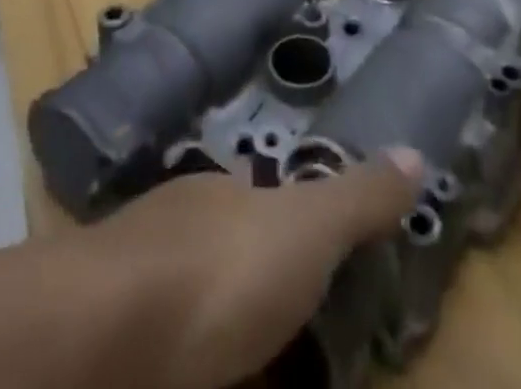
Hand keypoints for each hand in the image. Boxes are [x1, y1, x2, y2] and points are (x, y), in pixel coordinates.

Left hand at [86, 149, 421, 388]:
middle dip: (247, 269)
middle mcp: (178, 223)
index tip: (307, 248)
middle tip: (287, 318)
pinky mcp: (116, 338)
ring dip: (215, 319)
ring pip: (184, 292)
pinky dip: (185, 353)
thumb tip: (415, 152)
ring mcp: (138, 277)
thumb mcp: (307, 229)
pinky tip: (199, 368)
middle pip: (218, 238)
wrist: (105, 333)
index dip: (281, 212)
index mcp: (222, 193)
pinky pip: (162, 340)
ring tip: (251, 352)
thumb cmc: (221, 270)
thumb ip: (358, 197)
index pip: (255, 187)